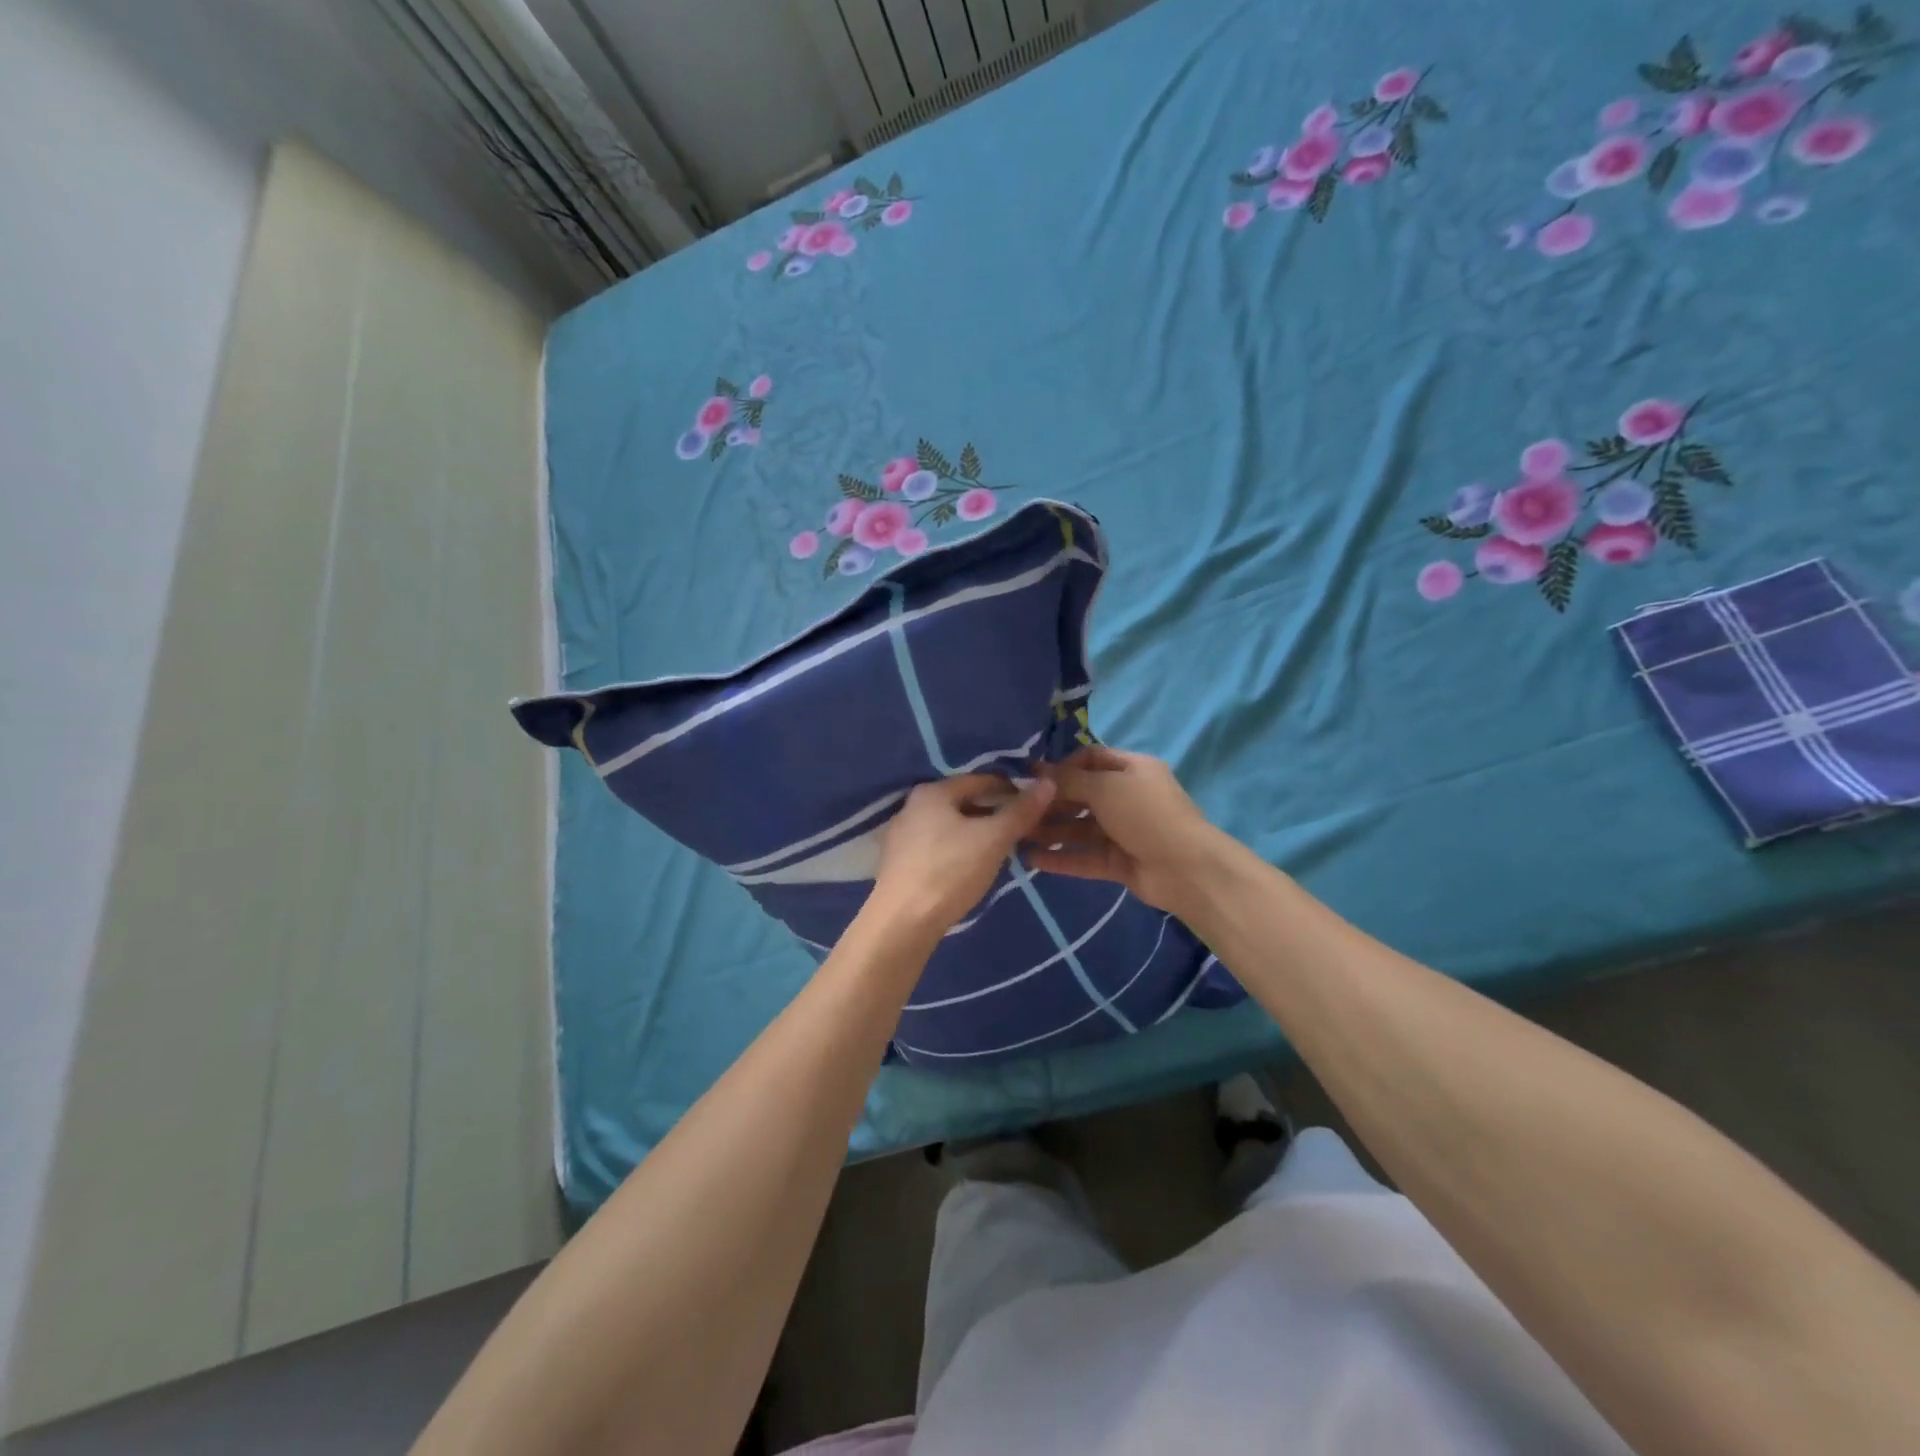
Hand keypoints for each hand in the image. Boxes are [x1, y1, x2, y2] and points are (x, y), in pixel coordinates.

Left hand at [868, 774, 1056, 939]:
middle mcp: (912, 806)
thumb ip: (1021, 811)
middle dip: (994, 813)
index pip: (981, 780)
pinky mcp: (900, 863)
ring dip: (977, 833)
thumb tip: (1048, 783)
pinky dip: (959, 849)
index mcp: (932, 792)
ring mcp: (902, 836)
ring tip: (1002, 849)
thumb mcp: (993, 839)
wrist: (903, 922)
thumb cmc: (950, 872)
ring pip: (951, 825)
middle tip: (1022, 829)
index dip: (1011, 790)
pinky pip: (938, 846)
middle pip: (964, 802)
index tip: (1034, 806)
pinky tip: (972, 867)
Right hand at [1023, 746, 1221, 916]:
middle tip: (1020, 810)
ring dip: (1052, 831)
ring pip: (1081, 828)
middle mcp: (1128, 797)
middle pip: (1082, 795)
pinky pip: (1085, 857)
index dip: (1062, 766)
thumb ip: (1068, 780)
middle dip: (1052, 802)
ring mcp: (1124, 832)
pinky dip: (1062, 858)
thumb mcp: (1105, 788)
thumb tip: (1036, 770)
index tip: (1033, 778)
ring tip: (1020, 836)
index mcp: (1132, 769)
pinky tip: (1033, 860)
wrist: (1187, 869)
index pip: (1091, 759)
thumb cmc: (1146, 815)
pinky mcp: (1119, 862)